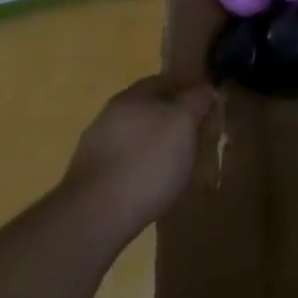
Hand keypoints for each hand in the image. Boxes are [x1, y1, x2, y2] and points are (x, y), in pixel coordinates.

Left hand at [62, 75, 216, 245]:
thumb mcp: (184, 123)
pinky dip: (138, 169)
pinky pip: (123, 163)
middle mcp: (113, 112)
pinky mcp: (89, 177)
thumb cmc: (147, 162)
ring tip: (174, 168)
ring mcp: (96, 145)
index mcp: (135, 93)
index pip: (169, 80)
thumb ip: (196, 99)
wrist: (93, 217)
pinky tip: (148, 187)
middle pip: (151, 108)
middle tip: (194, 139)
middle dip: (172, 120)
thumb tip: (204, 87)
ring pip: (136, 136)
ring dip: (154, 146)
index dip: (191, 92)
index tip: (208, 110)